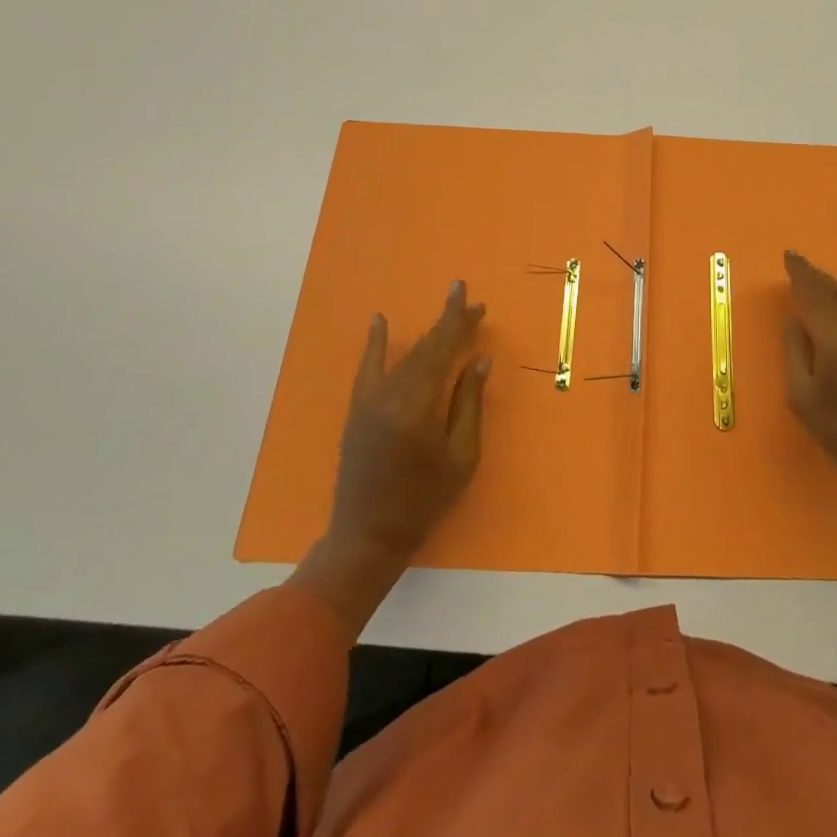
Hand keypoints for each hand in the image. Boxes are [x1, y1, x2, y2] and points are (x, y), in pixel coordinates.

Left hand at [290, 281, 490, 632]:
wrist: (368, 536)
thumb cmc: (424, 501)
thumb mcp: (461, 457)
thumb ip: (469, 405)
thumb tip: (478, 361)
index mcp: (419, 406)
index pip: (442, 351)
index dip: (458, 323)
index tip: (473, 300)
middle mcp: (391, 395)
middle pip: (425, 348)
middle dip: (449, 324)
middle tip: (472, 304)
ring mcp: (370, 401)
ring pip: (405, 357)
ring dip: (428, 335)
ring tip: (449, 314)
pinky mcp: (357, 410)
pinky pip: (367, 368)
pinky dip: (374, 343)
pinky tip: (378, 320)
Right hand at [782, 252, 836, 505]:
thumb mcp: (803, 397)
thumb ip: (795, 352)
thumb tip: (794, 320)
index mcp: (833, 336)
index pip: (811, 293)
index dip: (799, 273)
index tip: (788, 256)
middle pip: (832, 290)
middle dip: (813, 275)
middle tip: (796, 263)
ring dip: (833, 283)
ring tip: (816, 273)